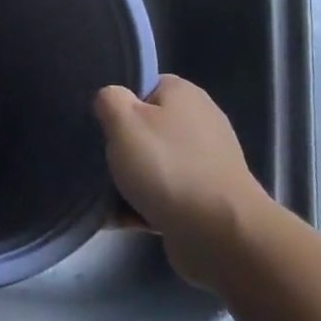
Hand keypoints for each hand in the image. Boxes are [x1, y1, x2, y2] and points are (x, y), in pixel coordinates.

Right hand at [95, 76, 270, 291]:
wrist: (220, 235)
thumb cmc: (168, 167)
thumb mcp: (123, 121)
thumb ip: (109, 100)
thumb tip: (110, 101)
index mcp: (185, 96)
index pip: (144, 86)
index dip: (119, 102)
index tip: (101, 123)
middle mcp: (200, 124)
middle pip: (146, 128)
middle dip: (121, 147)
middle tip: (100, 159)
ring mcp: (206, 164)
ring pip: (152, 165)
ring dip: (127, 181)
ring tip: (105, 195)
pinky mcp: (205, 200)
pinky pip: (163, 196)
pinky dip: (141, 206)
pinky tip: (119, 218)